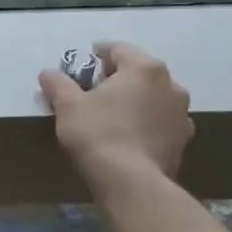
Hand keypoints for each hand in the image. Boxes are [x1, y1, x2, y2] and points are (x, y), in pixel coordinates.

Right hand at [38, 41, 193, 185]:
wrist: (131, 181)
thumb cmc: (98, 133)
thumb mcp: (67, 105)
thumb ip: (58, 83)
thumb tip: (48, 73)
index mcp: (143, 69)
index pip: (118, 49)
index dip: (97, 53)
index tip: (82, 64)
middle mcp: (170, 85)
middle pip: (138, 71)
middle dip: (117, 77)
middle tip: (93, 90)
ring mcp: (181, 113)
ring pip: (153, 96)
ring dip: (134, 99)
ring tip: (112, 114)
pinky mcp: (182, 140)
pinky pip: (159, 121)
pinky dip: (145, 121)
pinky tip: (128, 135)